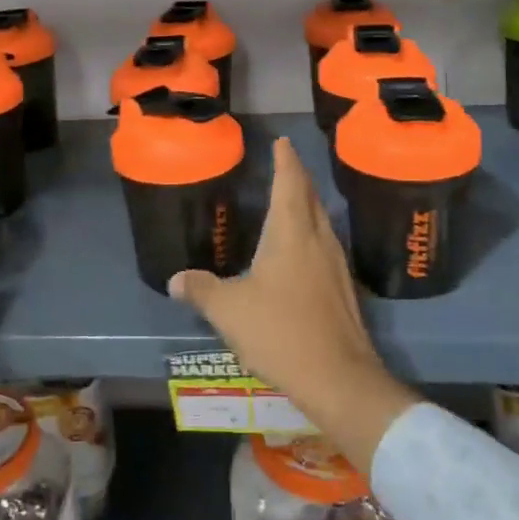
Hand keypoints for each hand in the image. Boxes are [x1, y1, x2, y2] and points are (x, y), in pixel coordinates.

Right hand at [167, 138, 417, 471]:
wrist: (338, 378)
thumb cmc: (280, 331)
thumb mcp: (228, 310)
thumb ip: (200, 289)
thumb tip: (175, 279)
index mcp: (292, 233)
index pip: (290, 182)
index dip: (285, 160)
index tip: (282, 141)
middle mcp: (318, 240)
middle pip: (310, 198)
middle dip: (297, 178)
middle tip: (284, 165)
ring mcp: (336, 265)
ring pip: (321, 222)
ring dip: (307, 206)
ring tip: (291, 202)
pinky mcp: (343, 290)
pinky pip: (325, 247)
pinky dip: (311, 234)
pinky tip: (301, 252)